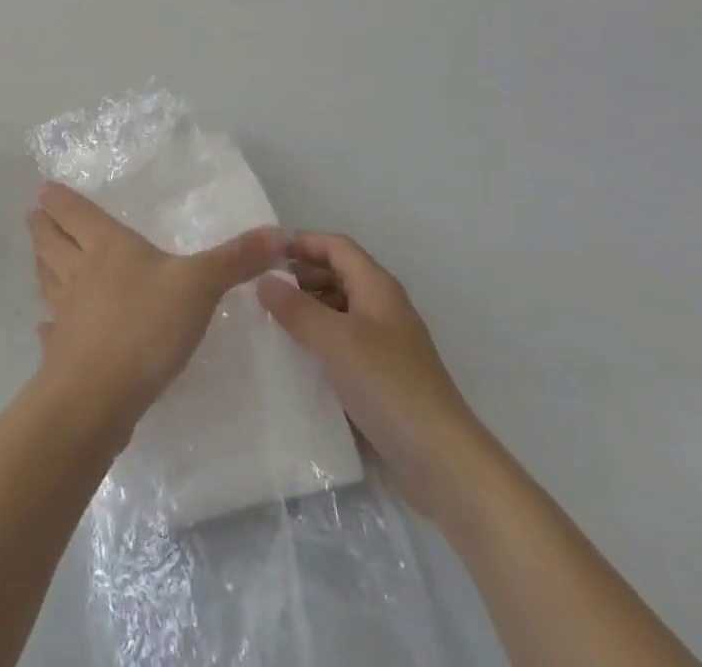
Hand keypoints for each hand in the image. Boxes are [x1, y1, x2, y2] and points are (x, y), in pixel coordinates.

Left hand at [28, 181, 284, 431]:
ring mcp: (65, 314)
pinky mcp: (62, 353)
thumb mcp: (199, 286)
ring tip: (38, 255)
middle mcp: (79, 273)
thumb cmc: (145, 327)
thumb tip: (279, 233)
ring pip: (47, 279)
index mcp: (106, 247)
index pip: (75, 213)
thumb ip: (236, 259)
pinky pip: (51, 331)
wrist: (98, 398)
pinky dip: (47, 324)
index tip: (42, 188)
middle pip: (52, 242)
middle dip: (42, 226)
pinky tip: (44, 326)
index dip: (58, 200)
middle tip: (33, 214)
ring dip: (41, 264)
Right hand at [257, 234, 491, 518]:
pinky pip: (341, 341)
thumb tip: (263, 280)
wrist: (441, 460)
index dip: (302, 242)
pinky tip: (294, 355)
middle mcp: (381, 306)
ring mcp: (383, 342)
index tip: (264, 252)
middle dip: (300, 274)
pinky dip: (317, 338)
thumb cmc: (388, 385)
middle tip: (260, 286)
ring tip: (270, 318)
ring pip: (338, 308)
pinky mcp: (380, 375)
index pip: (336, 246)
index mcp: (377, 286)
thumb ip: (297, 308)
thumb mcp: (335, 340)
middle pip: (337, 273)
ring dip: (307, 307)